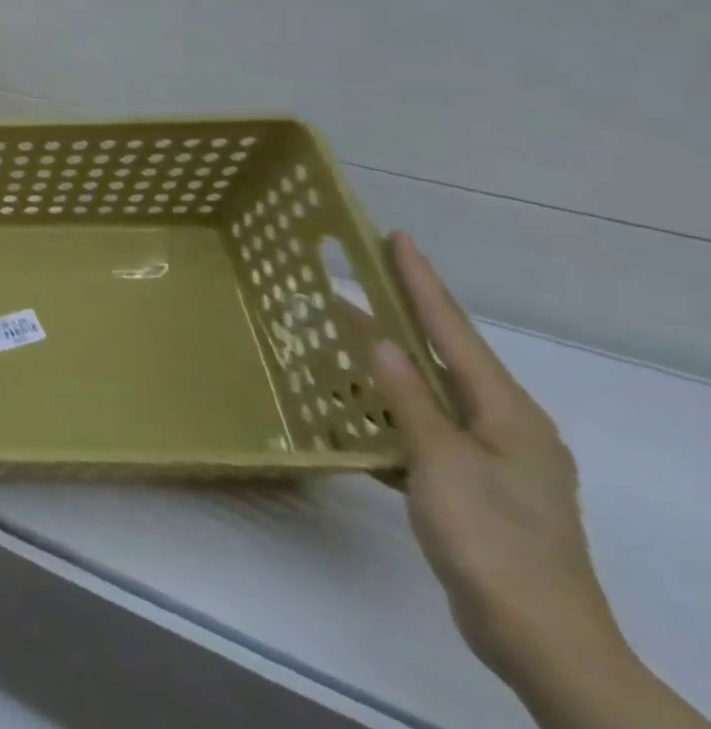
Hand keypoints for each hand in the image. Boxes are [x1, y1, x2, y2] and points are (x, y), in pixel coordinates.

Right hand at [371, 232, 624, 689]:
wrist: (537, 638)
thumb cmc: (491, 537)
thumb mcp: (441, 460)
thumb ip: (409, 398)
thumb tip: (379, 339)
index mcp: (508, 413)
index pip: (453, 330)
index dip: (421, 282)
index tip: (396, 237)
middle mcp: (505, 426)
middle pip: (441, 356)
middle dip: (399, 317)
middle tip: (353, 278)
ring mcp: (491, 459)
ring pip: (427, 394)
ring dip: (384, 366)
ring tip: (337, 337)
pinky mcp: (472, 487)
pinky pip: (420, 430)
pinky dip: (386, 413)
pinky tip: (351, 411)